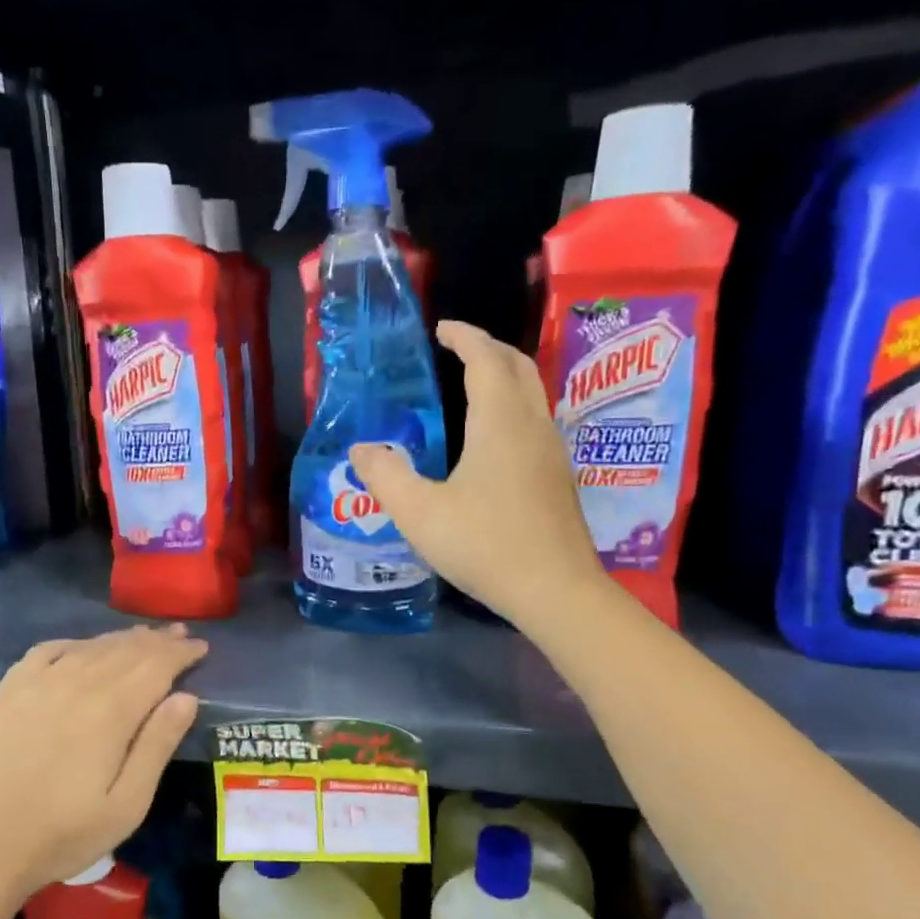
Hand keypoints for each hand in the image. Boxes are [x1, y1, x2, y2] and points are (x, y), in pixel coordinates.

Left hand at [0, 626, 206, 902]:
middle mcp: (77, 683)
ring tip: (145, 636)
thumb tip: (186, 696)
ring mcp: (39, 682)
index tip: (202, 647)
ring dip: (123, 638)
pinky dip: (76, 642)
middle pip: (127, 650)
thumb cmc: (65, 833)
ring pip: (92, 646)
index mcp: (111, 711)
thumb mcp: (128, 804)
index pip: (156, 666)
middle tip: (181, 635)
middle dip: (158, 641)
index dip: (181, 654)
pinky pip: (49, 649)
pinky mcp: (11, 689)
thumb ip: (158, 745)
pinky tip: (85, 646)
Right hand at [350, 320, 603, 627]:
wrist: (554, 589)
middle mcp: (532, 425)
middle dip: (489, 349)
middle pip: (518, 367)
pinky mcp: (558, 478)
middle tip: (459, 349)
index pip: (485, 359)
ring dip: (505, 377)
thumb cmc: (484, 544)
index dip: (465, 337)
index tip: (443, 329)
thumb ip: (385, 476)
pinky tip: (493, 438)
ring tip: (474, 386)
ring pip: (533, 393)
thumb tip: (361, 449)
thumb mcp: (419, 512)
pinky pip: (536, 421)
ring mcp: (552, 451)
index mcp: (500, 422)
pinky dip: (513, 406)